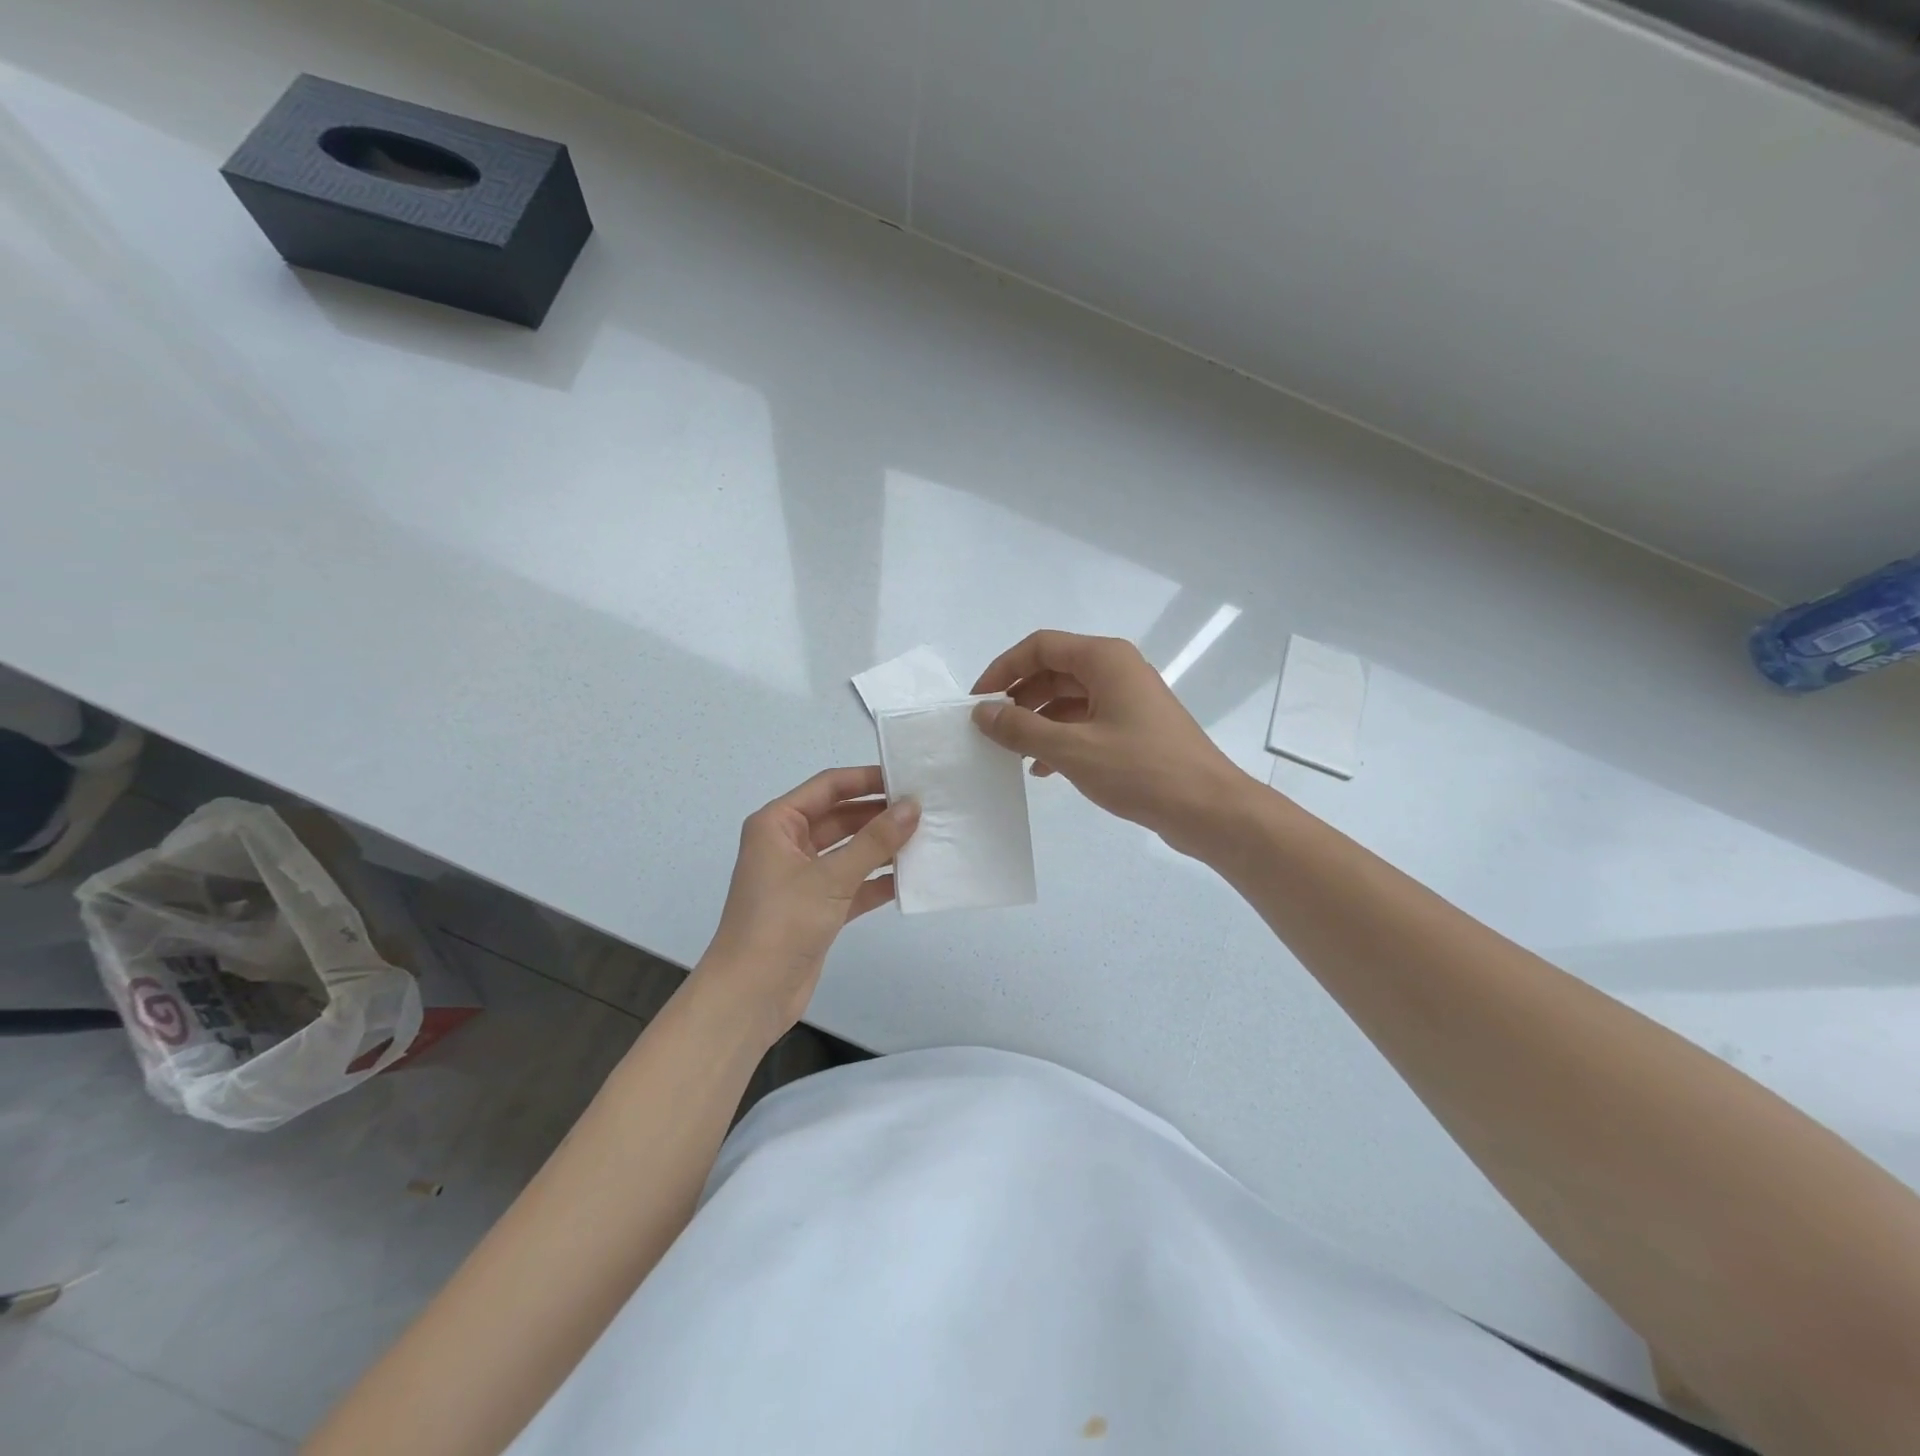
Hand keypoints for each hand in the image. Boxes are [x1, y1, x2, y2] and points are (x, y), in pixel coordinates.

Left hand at [695, 767, 918, 1042]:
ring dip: (882, 847)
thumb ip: (875, 840)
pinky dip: (877, 880)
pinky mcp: (816, 907)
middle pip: (840, 817)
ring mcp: (803, 877)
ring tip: (926, 838)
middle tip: (925, 810)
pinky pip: (852, 883)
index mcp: (777, 824)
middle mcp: (788, 844)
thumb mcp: (831, 877)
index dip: (866, 779)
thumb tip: (912, 806)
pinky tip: (911, 878)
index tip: (907, 778)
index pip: (828, 787)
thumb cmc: (782, 923)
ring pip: (849, 850)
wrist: (751, 995)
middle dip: (879, 814)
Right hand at [971, 630, 1250, 850]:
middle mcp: (1116, 670)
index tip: (978, 701)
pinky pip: (1086, 721)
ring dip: (1037, 722)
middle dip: (1018, 698)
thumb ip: (1021, 729)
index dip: (1003, 669)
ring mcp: (1128, 699)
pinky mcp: (1134, 728)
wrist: (1208, 809)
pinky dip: (1060, 738)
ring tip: (1011, 753)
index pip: (1040, 647)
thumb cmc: (1140, 770)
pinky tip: (1042, 768)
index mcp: (1104, 659)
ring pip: (1068, 699)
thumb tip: (983, 713)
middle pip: (1053, 671)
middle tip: (990, 730)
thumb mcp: (1072, 749)